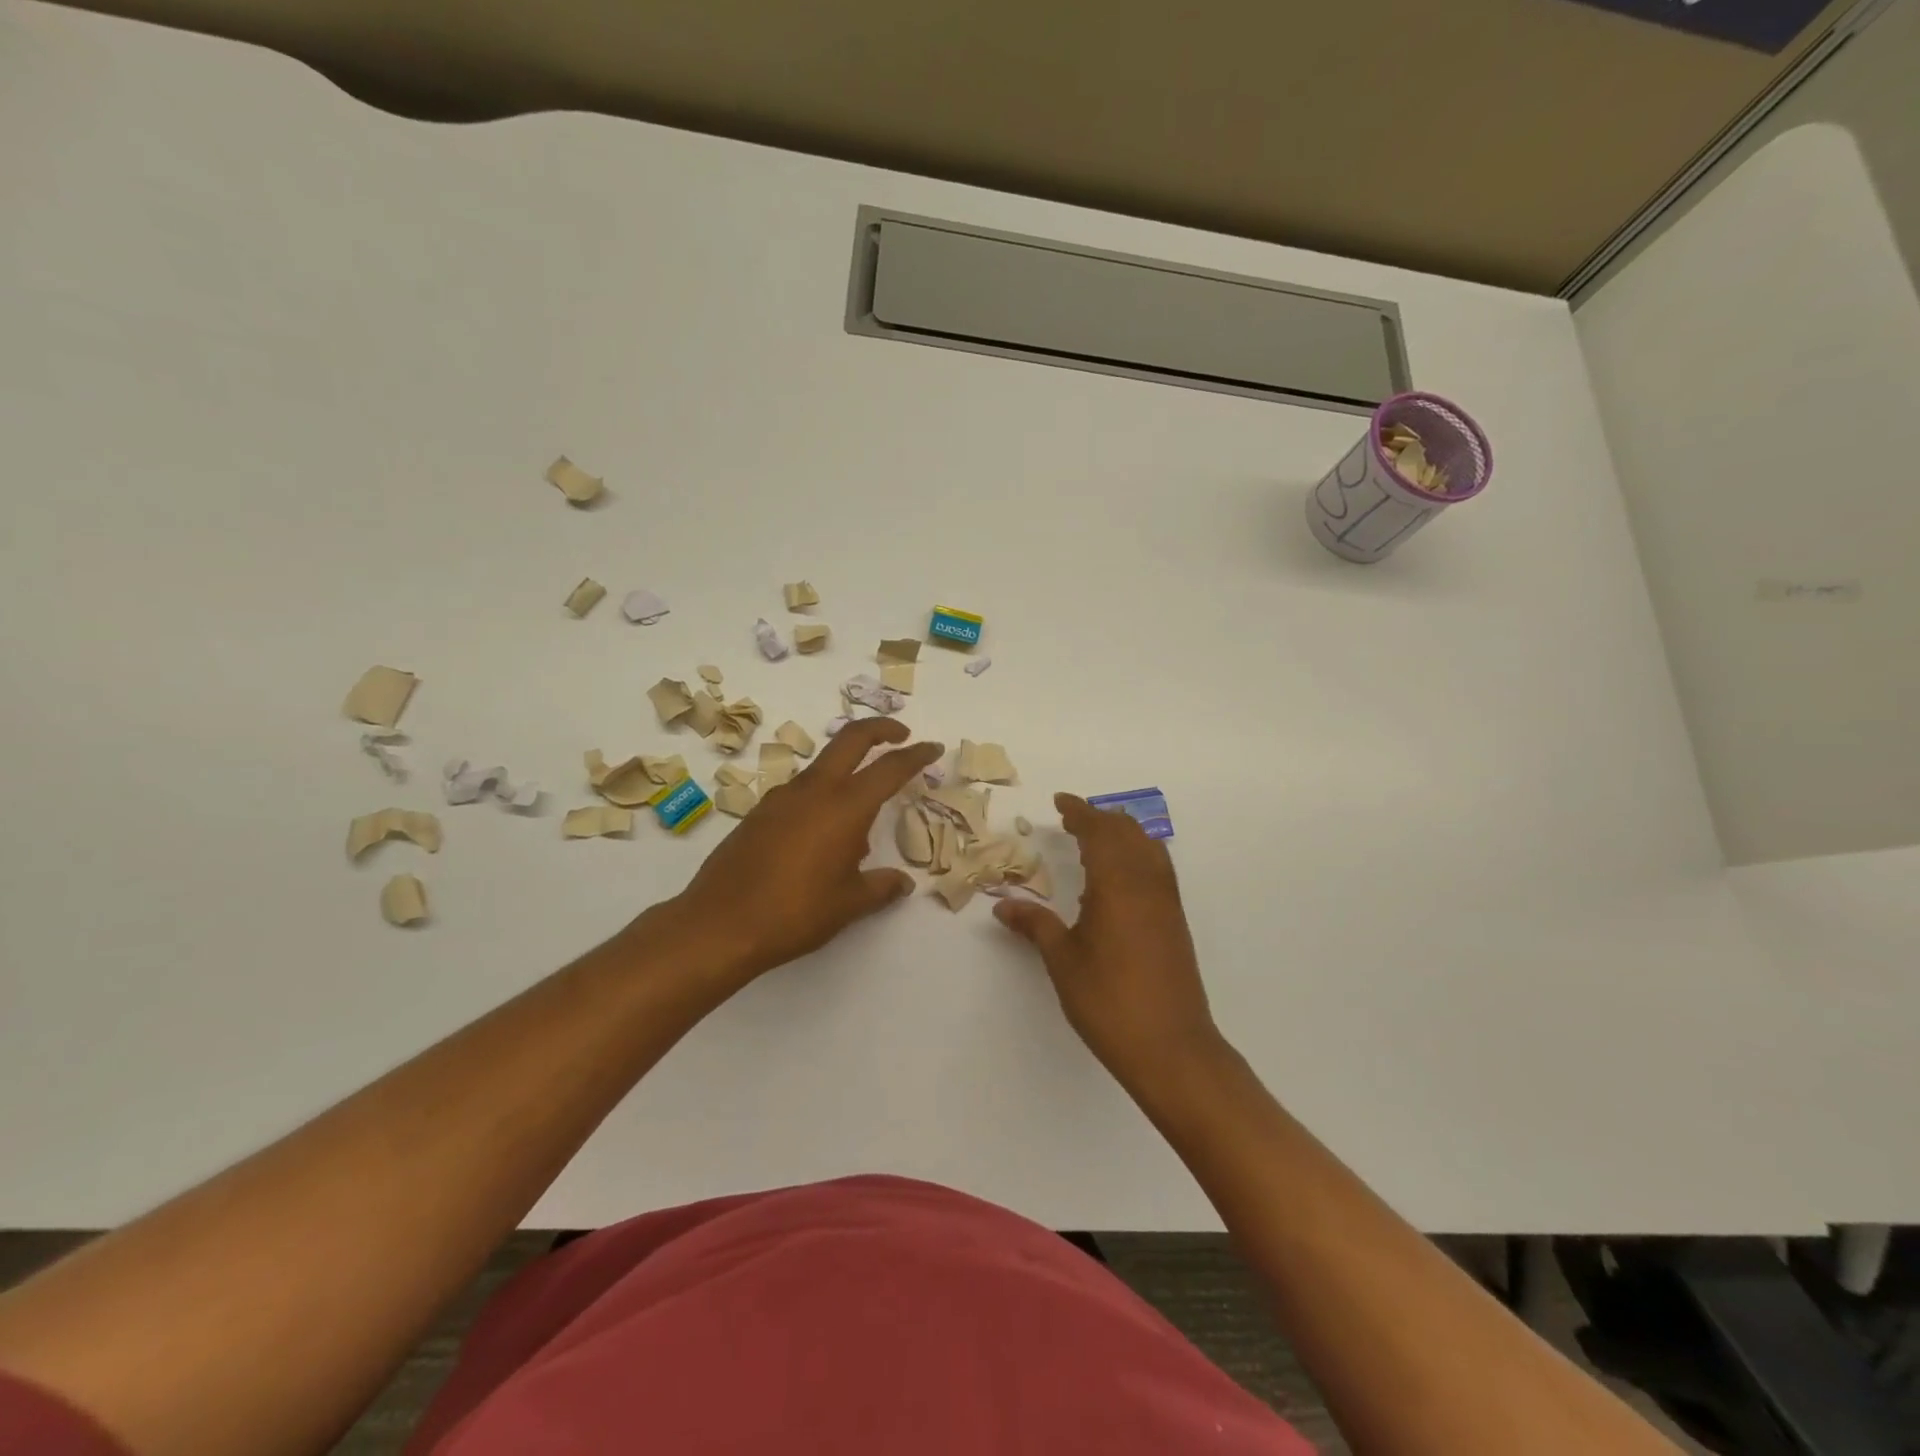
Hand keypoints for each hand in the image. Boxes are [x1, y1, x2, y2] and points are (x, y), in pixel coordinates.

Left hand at [663, 718, 943, 984]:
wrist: (719, 925)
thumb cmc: (795, 913)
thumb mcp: (849, 904)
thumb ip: (881, 887)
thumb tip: (902, 883)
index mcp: (845, 807)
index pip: (889, 768)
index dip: (915, 755)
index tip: (932, 748)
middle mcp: (814, 791)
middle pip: (850, 740)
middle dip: (880, 729)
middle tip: (901, 735)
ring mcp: (781, 798)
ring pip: (823, 766)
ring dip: (847, 769)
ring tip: (860, 819)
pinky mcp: (759, 813)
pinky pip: (800, 792)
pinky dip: (821, 796)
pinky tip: (821, 837)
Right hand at [995, 793, 1225, 1089]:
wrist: (1171, 1047)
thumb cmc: (1109, 1001)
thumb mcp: (1063, 960)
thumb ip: (1034, 925)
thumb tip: (1002, 906)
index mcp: (1116, 883)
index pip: (1098, 831)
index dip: (1079, 812)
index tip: (1060, 801)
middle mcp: (1146, 882)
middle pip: (1127, 832)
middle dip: (1100, 818)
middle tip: (1073, 818)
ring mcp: (1166, 901)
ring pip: (1148, 847)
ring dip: (1123, 832)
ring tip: (1097, 836)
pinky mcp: (1175, 920)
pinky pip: (1158, 867)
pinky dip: (1138, 853)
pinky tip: (1122, 874)